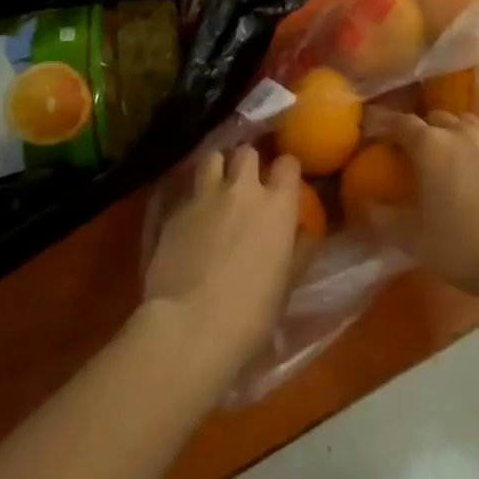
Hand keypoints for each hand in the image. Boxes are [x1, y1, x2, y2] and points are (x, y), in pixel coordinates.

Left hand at [144, 146, 301, 378]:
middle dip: (248, 163)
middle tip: (247, 184)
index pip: (288, 163)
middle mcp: (242, 189)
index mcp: (277, 205)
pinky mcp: (174, 212)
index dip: (286, 170)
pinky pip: (188, 193)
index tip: (284, 183)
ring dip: (218, 168)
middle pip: (246, 152)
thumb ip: (298, 249)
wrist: (189, 326)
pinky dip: (194, 201)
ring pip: (212, 158)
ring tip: (217, 189)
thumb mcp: (287, 284)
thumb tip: (304, 231)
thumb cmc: (250, 313)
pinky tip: (191, 223)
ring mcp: (205, 197)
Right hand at [367, 111, 478, 300]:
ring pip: (465, 124)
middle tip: (414, 154)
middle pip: (435, 118)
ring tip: (449, 159)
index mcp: (430, 145)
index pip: (401, 123)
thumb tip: (369, 205)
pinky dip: (478, 151)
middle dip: (421, 130)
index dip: (385, 126)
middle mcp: (460, 132)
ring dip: (452, 134)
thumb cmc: (462, 245)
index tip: (375, 135)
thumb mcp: (413, 240)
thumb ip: (384, 219)